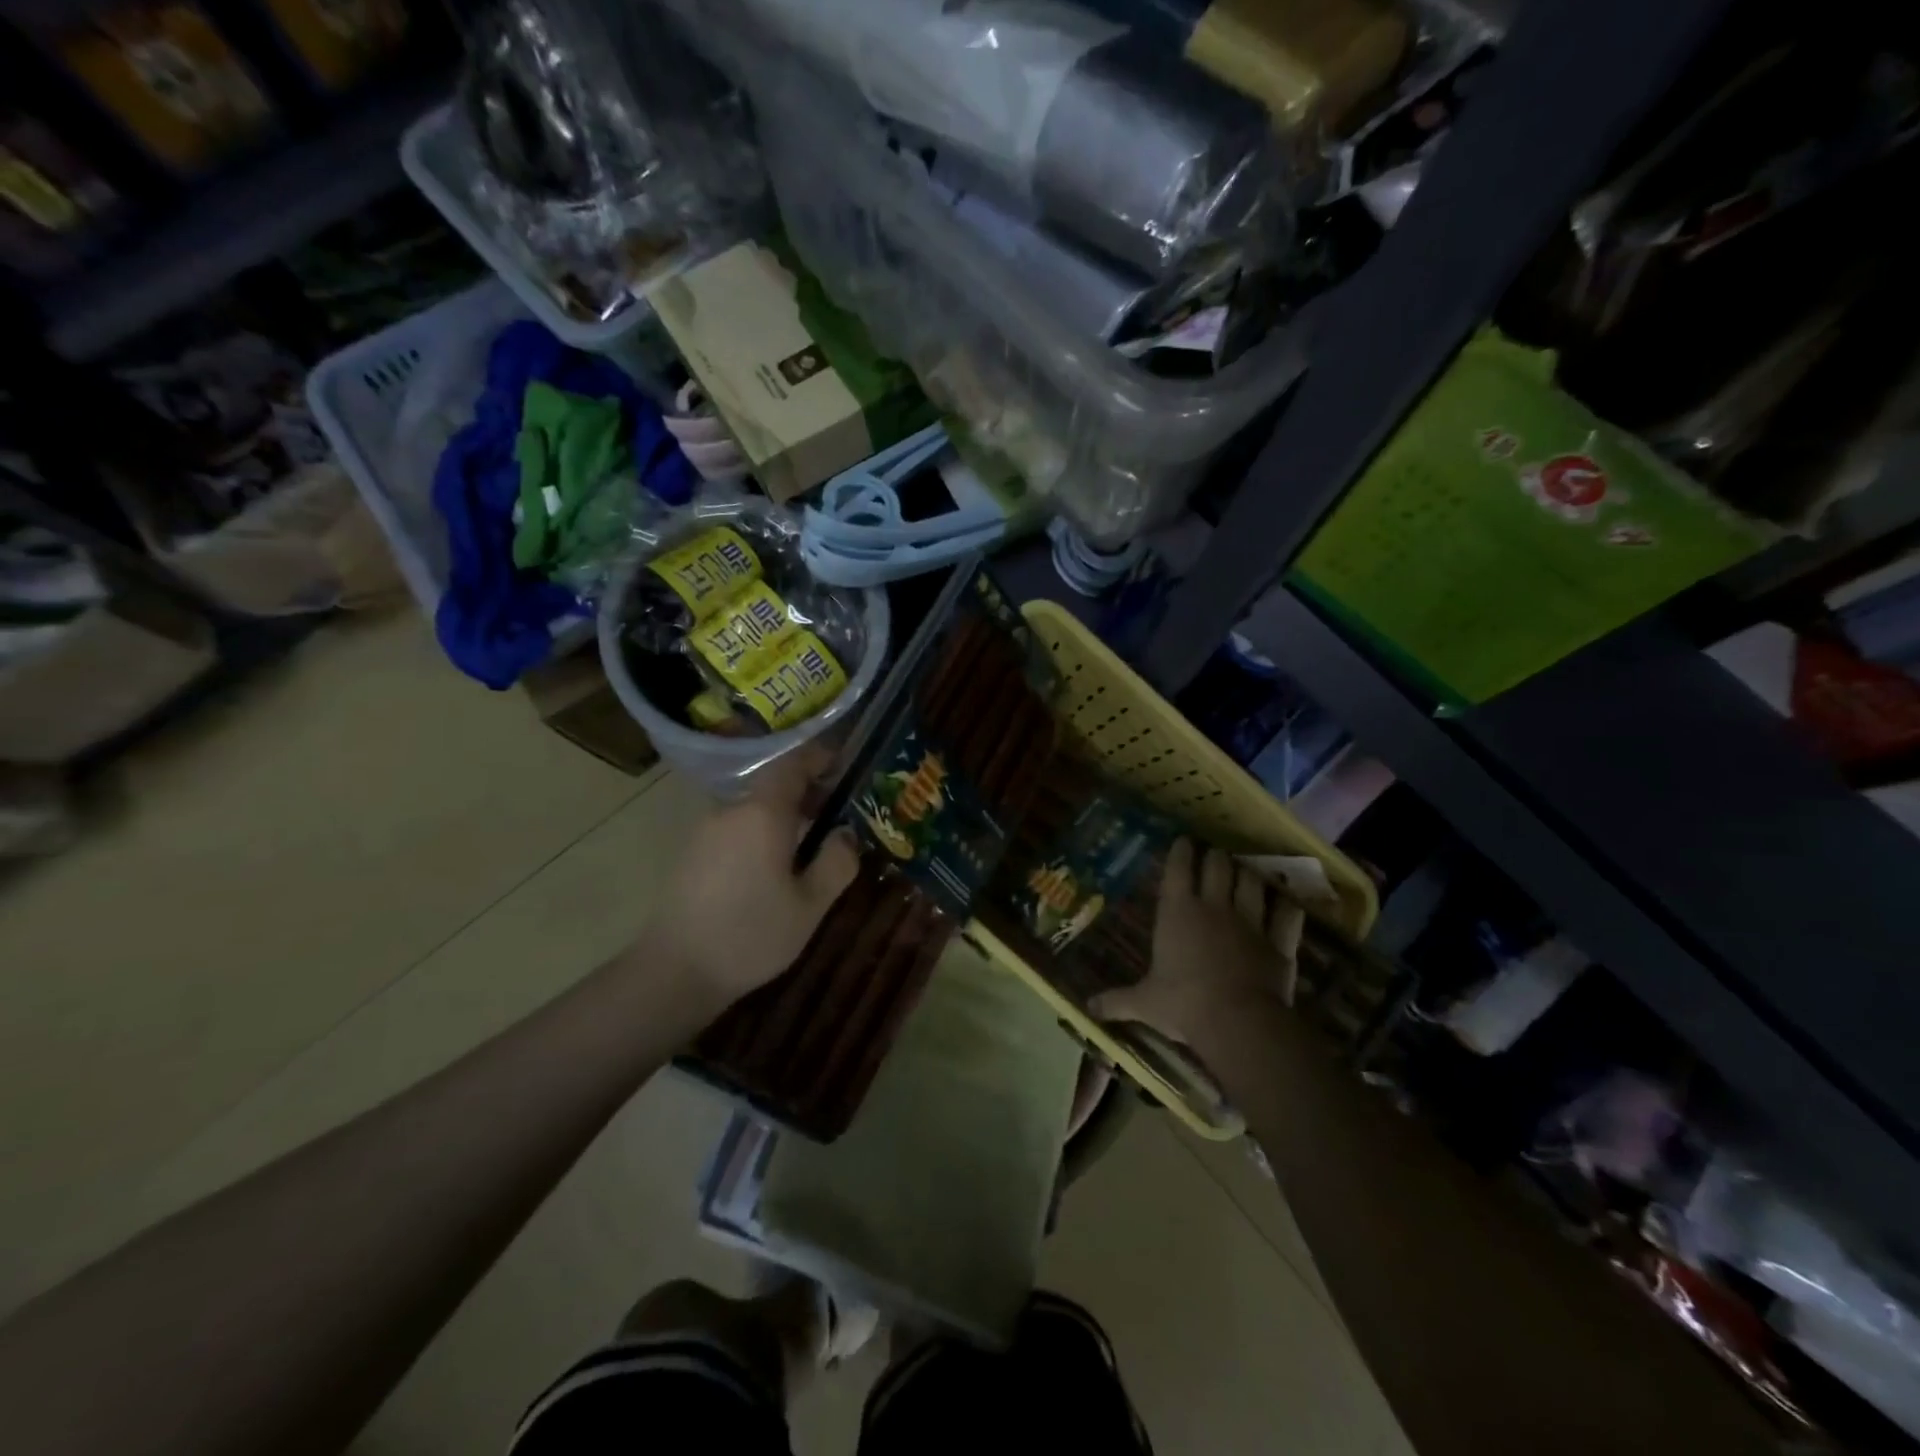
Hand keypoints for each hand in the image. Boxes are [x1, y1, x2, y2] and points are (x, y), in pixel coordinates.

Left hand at [651, 747, 858, 1008]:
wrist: (674, 972)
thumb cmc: (751, 935)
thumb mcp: (810, 905)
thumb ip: (836, 862)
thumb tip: (847, 833)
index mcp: (762, 813)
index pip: (792, 763)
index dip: (818, 758)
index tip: (843, 765)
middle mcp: (730, 811)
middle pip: (772, 786)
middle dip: (806, 793)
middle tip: (836, 815)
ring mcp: (705, 831)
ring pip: (753, 810)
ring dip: (782, 817)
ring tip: (808, 846)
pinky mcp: (691, 854)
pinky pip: (735, 829)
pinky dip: (760, 834)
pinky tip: (772, 869)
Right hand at [1091, 838, 1303, 1048]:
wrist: (1238, 1021)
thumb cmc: (1183, 1005)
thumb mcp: (1143, 1003)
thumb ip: (1116, 1001)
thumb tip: (1086, 1009)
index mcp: (1177, 912)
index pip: (1179, 868)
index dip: (1181, 851)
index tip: (1184, 840)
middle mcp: (1214, 907)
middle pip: (1218, 866)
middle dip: (1216, 856)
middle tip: (1215, 854)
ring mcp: (1250, 921)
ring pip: (1252, 882)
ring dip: (1249, 874)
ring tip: (1246, 870)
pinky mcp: (1279, 941)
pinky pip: (1286, 915)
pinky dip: (1287, 906)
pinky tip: (1286, 902)